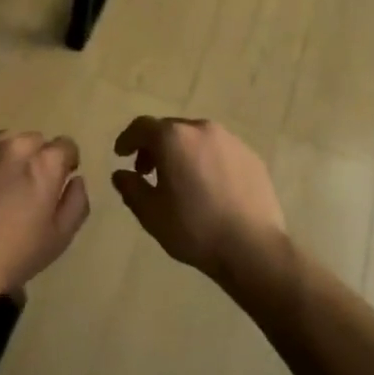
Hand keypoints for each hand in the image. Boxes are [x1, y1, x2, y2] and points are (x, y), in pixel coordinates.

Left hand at [0, 131, 89, 302]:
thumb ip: (76, 202)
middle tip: (31, 188)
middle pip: (36, 141)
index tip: (59, 183)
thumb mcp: (60, 237)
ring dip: (13, 157)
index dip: (67, 163)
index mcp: (44, 163)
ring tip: (6, 186)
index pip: (66, 145)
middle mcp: (15, 147)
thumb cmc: (14, 253)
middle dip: (39, 159)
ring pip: (8, 142)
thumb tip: (76, 180)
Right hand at [112, 117, 287, 281]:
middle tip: (147, 171)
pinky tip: (208, 188)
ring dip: (181, 152)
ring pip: (197, 138)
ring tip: (179, 180)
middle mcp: (202, 129)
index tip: (121, 155)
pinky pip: (220, 151)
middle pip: (170, 129)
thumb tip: (121, 173)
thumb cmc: (194, 228)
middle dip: (154, 146)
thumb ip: (130, 187)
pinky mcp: (252, 157)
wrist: (253, 248)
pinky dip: (206, 161)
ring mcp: (231, 141)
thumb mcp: (151, 213)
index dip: (128, 139)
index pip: (142, 126)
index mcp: (174, 138)